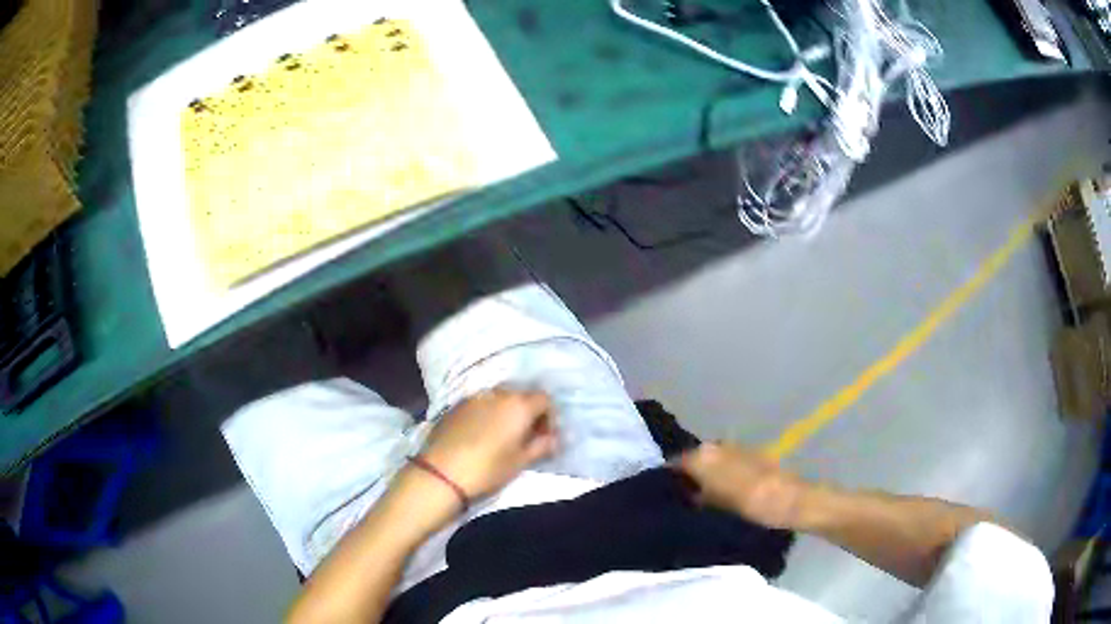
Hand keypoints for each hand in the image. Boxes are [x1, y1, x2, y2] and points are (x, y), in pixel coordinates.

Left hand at [421, 388, 557, 500]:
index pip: (545, 399)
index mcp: (519, 405)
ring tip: (504, 435)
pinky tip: (482, 434)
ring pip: (500, 398)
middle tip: (527, 437)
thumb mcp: (521, 461)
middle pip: (522, 396)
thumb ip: (542, 446)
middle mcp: (499, 393)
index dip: (549, 417)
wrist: (443, 472)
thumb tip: (555, 440)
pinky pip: (481, 404)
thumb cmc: (488, 468)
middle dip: (528, 413)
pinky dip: (488, 414)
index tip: (545, 437)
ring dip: (507, 412)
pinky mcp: (457, 405)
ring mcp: (475, 397)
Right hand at [675, 442, 808, 528]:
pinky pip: (728, 463)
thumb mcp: (713, 507)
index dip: (668, 480)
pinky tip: (724, 492)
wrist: (791, 500)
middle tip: (682, 499)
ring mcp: (737, 448)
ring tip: (702, 499)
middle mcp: (717, 445)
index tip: (663, 496)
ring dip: (706, 475)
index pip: (675, 463)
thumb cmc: (749, 506)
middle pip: (694, 460)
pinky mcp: (753, 454)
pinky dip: (723, 474)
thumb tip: (682, 494)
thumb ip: (693, 497)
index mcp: (703, 456)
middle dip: (688, 476)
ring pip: (712, 461)